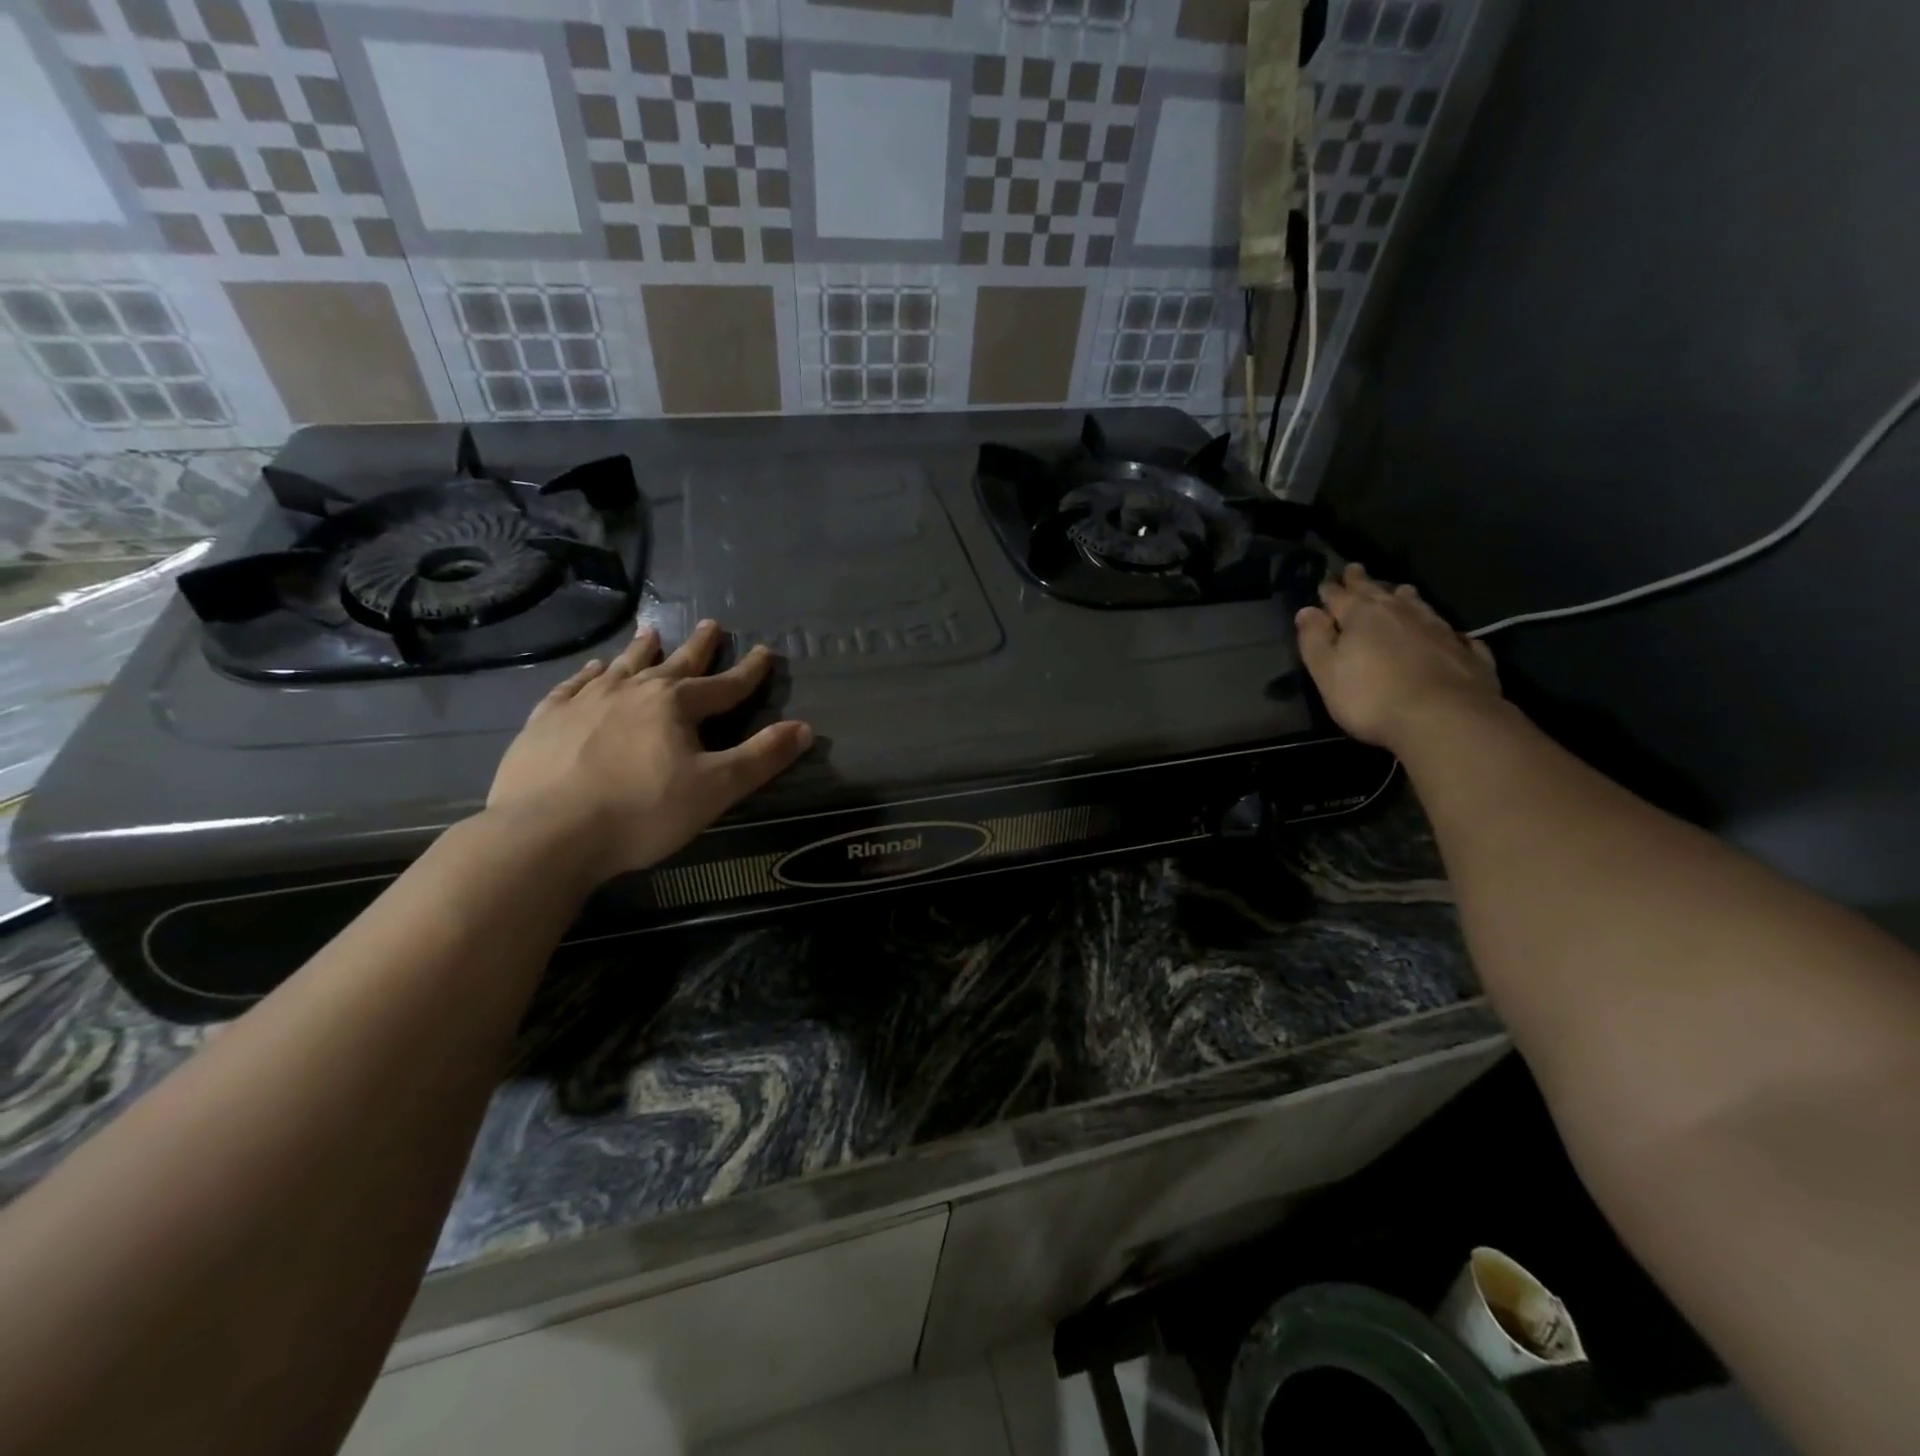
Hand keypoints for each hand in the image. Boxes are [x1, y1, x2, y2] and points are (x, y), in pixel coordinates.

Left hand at [487, 619, 812, 881]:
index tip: (765, 651)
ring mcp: (585, 701)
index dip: (749, 671)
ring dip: (641, 649)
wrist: (545, 833)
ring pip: (622, 666)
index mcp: (676, 705)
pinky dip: (588, 673)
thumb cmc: (641, 812)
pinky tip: (592, 668)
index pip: (725, 684)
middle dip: (698, 646)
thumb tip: (804, 728)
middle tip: (711, 623)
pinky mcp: (547, 719)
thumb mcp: (716, 789)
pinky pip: (574, 685)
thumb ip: (761, 757)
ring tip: (651, 632)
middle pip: (675, 663)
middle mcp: (632, 691)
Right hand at [1294, 564, 1502, 752]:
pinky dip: (1443, 630)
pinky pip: (1452, 634)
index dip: (1330, 588)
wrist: (1444, 718)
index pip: (1340, 595)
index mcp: (1362, 616)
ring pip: (1417, 605)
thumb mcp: (1326, 671)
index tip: (1326, 580)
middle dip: (1363, 581)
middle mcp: (1401, 613)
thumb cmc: (1371, 697)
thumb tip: (1307, 610)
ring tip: (1400, 591)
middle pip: (1378, 592)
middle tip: (1355, 569)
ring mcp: (1438, 629)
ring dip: (1404, 597)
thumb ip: (1314, 639)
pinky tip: (1448, 634)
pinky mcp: (1466, 652)